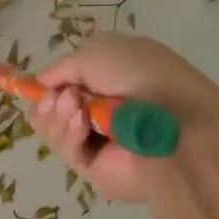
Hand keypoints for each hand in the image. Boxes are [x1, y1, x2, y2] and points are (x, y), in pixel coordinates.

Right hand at [29, 34, 218, 205]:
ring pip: (51, 127)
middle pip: (50, 107)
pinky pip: (64, 149)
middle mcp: (102, 108)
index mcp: (110, 77)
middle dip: (47, 100)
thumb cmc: (144, 77)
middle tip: (61, 97)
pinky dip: (68, 134)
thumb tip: (42, 86)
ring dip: (56, 114)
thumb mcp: (97, 52)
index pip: (66, 82)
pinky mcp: (93, 166)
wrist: (179, 125)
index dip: (48, 83)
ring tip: (75, 108)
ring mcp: (97, 138)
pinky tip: (82, 126)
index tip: (39, 84)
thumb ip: (61, 67)